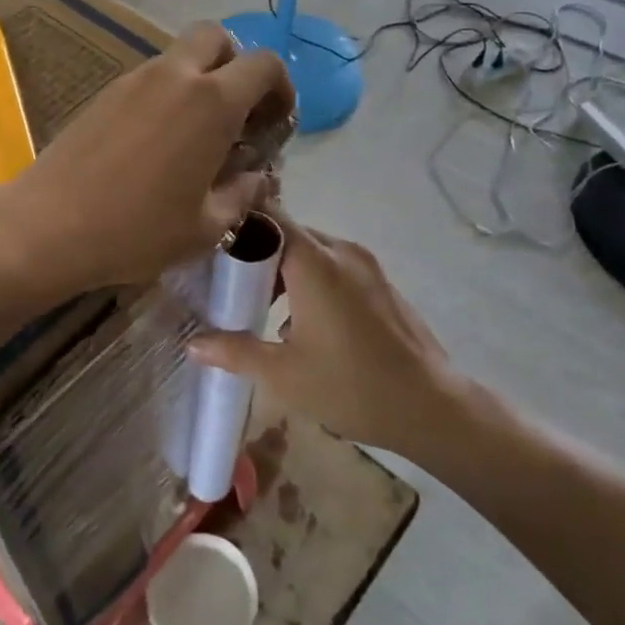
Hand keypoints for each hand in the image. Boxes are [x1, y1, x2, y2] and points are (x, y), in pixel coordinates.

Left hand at [2, 23, 292, 293]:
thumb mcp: (206, 226)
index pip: (263, 64)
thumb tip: (256, 176)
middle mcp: (174, 76)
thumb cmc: (137, 230)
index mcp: (211, 102)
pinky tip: (155, 144)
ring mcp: (133, 80)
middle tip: (234, 113)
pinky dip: (165, 95)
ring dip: (198, 81)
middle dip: (235, 64)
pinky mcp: (104, 94)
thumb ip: (242, 193)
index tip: (274, 123)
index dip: (280, 87)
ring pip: (178, 57)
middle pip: (216, 37)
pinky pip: (148, 78)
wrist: (49, 226)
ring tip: (194, 137)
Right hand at [188, 211, 470, 457]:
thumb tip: (192, 343)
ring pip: (312, 250)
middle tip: (227, 281)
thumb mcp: (283, 375)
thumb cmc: (351, 387)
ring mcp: (366, 265)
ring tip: (259, 304)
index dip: (237, 225)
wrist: (431, 407)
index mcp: (315, 263)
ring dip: (284, 269)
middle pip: (288, 232)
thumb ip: (235, 351)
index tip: (209, 246)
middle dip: (257, 252)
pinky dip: (311, 278)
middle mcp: (341, 251)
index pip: (268, 217)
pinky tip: (301, 320)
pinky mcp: (380, 282)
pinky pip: (334, 265)